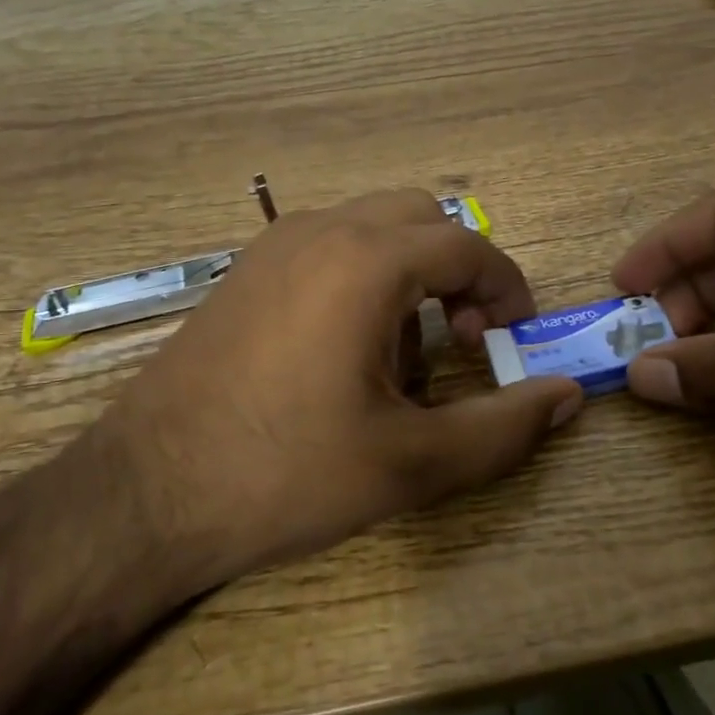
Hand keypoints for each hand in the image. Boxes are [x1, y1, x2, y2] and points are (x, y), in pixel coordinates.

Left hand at [104, 190, 582, 586]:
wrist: (146, 495)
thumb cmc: (286, 474)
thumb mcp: (410, 463)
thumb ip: (503, 427)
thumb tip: (568, 396)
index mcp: (365, 262)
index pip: (467, 247)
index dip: (507, 289)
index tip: (516, 341)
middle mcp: (320, 232)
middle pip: (420, 219)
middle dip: (458, 271)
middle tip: (463, 341)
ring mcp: (273, 247)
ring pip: (371, 228)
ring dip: (409, 273)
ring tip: (403, 356)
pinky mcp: (243, 273)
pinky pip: (328, 247)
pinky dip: (362, 277)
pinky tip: (345, 352)